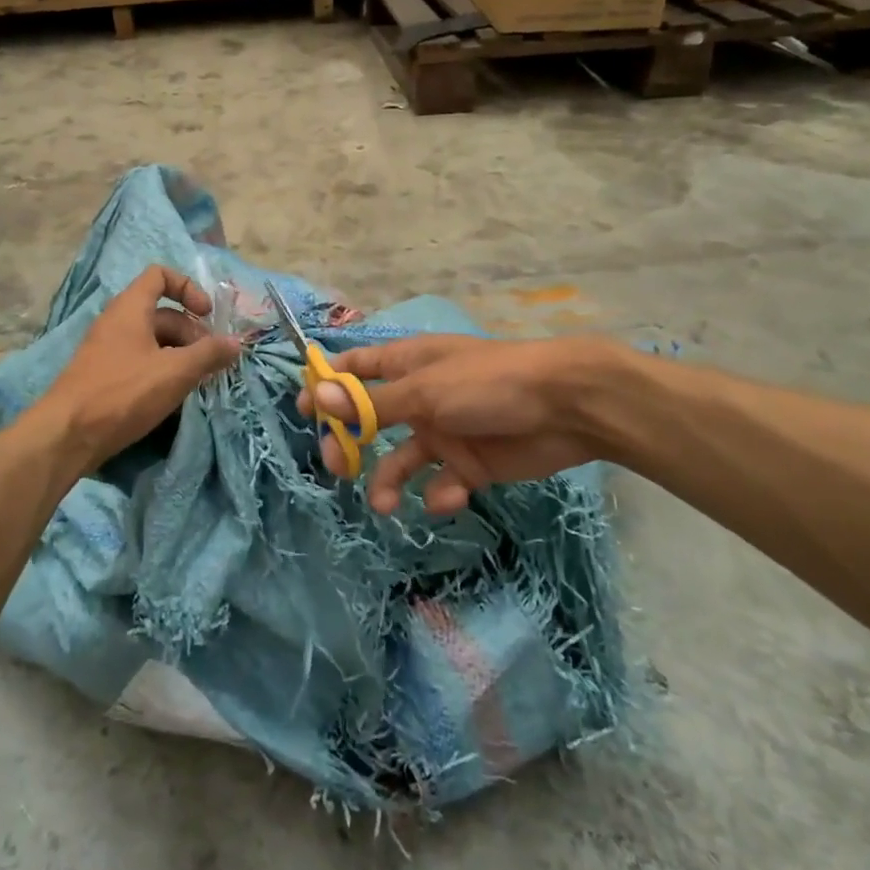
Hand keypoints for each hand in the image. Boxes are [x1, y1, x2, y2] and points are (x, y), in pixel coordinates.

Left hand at [40, 267, 240, 465]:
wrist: (67, 435)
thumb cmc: (123, 392)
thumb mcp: (174, 372)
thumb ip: (208, 354)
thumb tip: (236, 342)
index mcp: (130, 308)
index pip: (160, 276)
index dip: (188, 287)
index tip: (207, 315)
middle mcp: (117, 322)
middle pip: (162, 313)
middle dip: (192, 332)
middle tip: (212, 360)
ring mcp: (108, 350)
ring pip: (153, 341)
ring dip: (180, 354)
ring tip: (199, 380)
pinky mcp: (104, 376)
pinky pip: (140, 362)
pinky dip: (162, 370)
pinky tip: (174, 395)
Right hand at [297, 335, 612, 515]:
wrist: (566, 408)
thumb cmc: (488, 384)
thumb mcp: (425, 392)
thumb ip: (373, 402)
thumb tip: (318, 397)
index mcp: (407, 365)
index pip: (356, 369)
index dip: (328, 386)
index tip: (303, 410)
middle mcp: (420, 397)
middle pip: (370, 419)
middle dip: (350, 442)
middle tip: (335, 464)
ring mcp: (445, 431)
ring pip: (401, 459)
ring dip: (388, 480)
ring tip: (384, 504)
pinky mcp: (470, 463)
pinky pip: (442, 482)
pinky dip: (440, 493)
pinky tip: (450, 495)